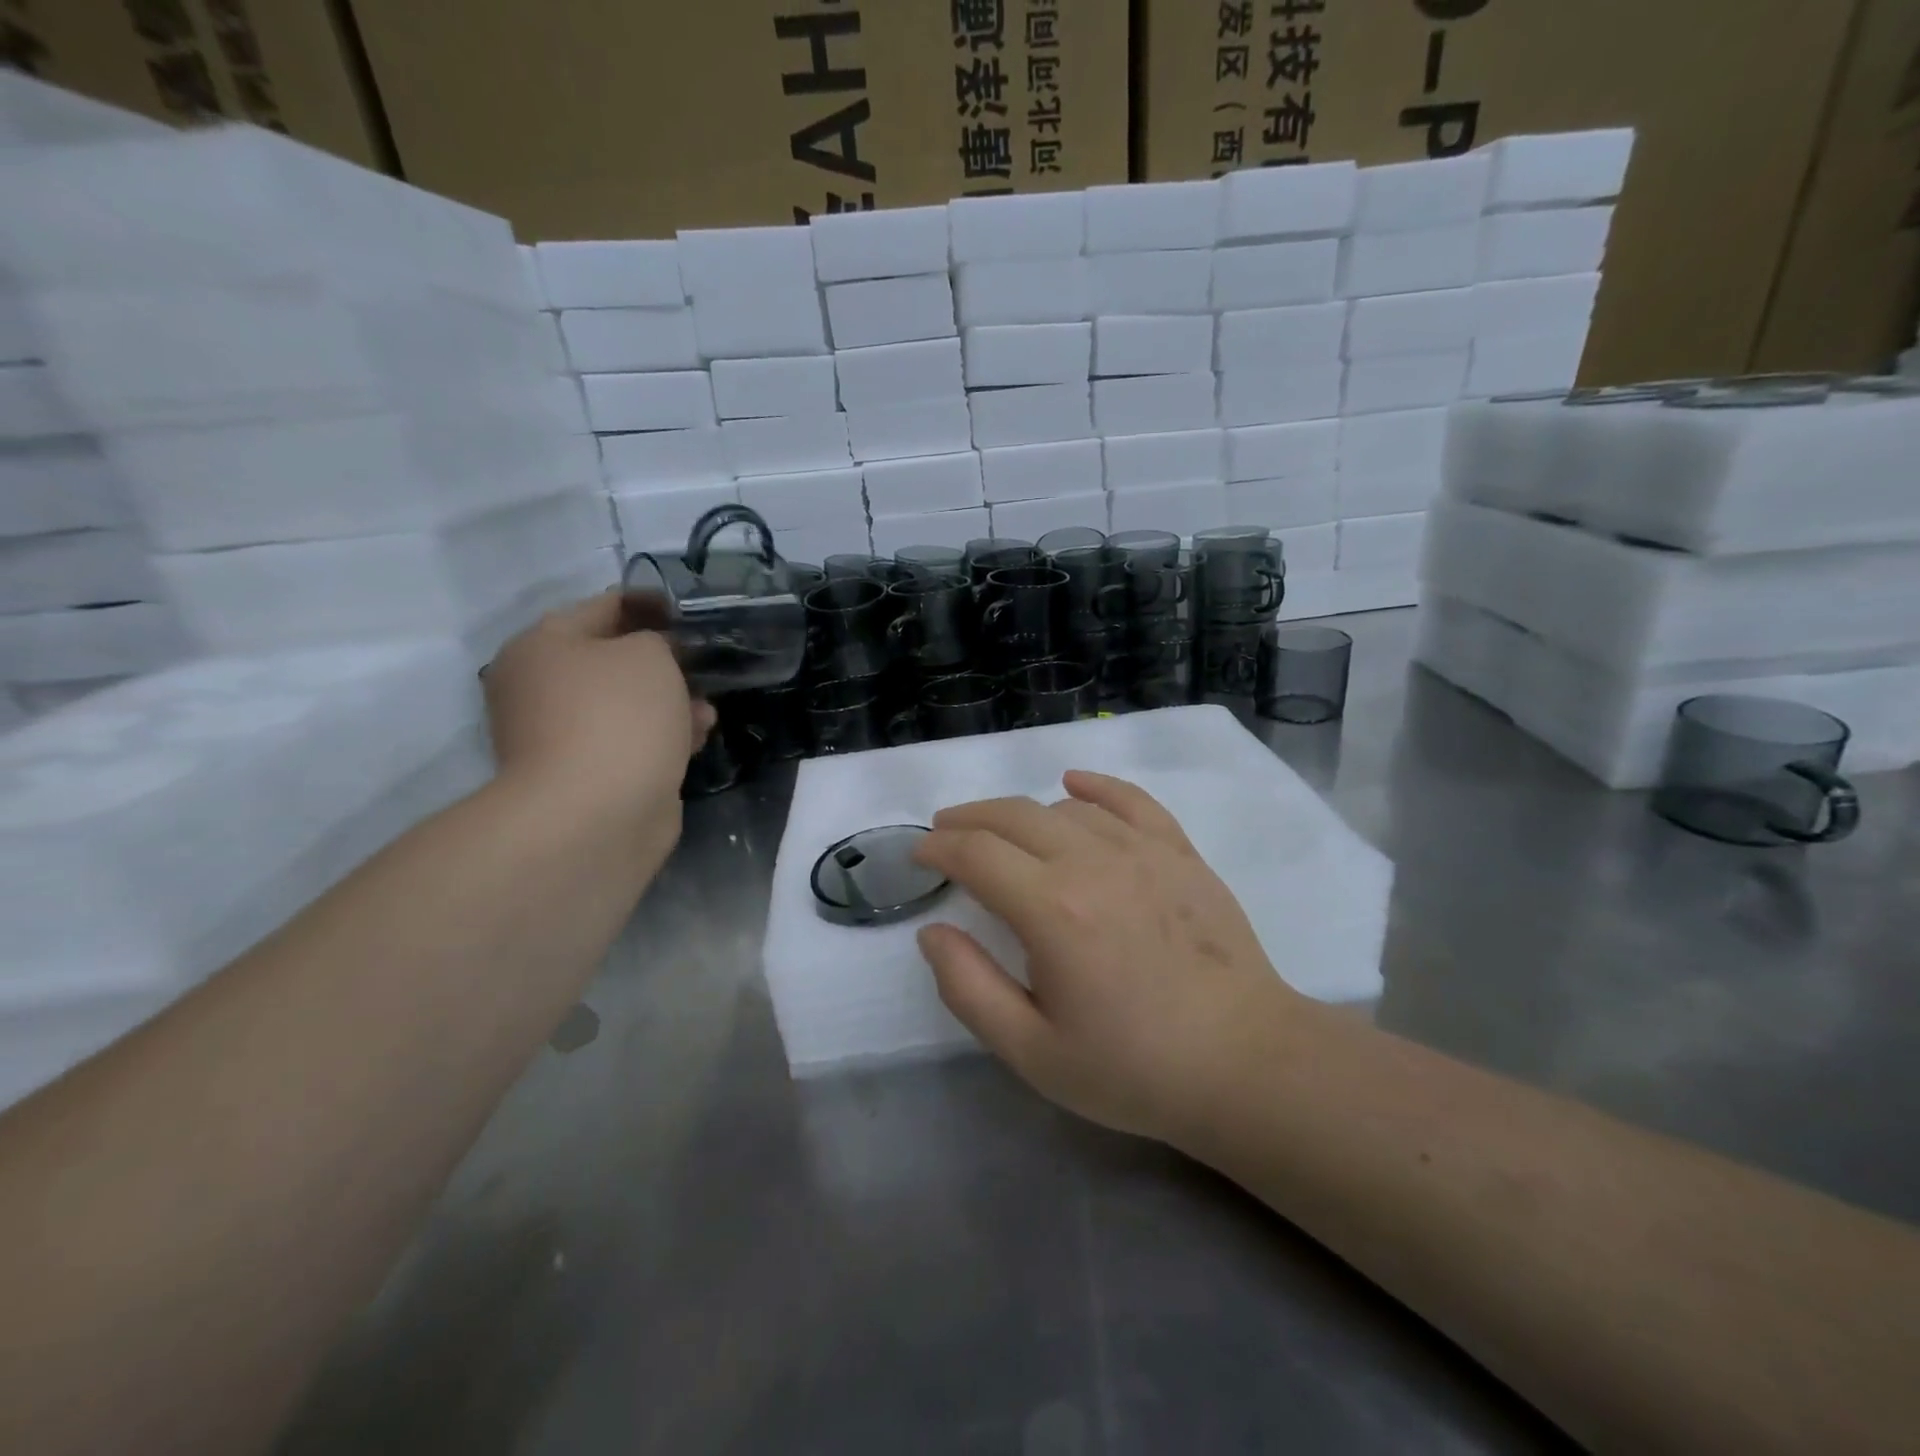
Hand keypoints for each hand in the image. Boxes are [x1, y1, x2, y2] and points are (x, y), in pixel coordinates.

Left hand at [483, 591, 714, 841]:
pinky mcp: (588, 775)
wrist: (596, 815)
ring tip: (708, 711)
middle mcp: (541, 687)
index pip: (603, 606)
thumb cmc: (618, 717)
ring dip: (670, 703)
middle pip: (613, 660)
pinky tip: (696, 739)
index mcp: (542, 646)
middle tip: (704, 664)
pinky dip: (662, 737)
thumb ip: (657, 640)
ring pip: (627, 705)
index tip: (691, 612)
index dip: (651, 604)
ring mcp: (561, 736)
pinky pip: (631, 742)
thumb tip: (654, 655)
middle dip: (664, 662)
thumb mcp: (649, 655)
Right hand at [912, 771, 1305, 1143]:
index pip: (976, 853)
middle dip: (968, 820)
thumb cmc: (1133, 1067)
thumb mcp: (1032, 1051)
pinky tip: (1074, 786)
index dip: (939, 848)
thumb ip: (969, 988)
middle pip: (1013, 816)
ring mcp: (1142, 850)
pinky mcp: (1179, 852)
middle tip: (946, 833)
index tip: (921, 856)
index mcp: (1051, 909)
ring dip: (1021, 814)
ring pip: (1064, 808)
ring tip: (1003, 835)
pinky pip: (1130, 800)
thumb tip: (932, 932)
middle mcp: (1092, 862)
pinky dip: (1094, 787)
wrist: (1244, 1063)